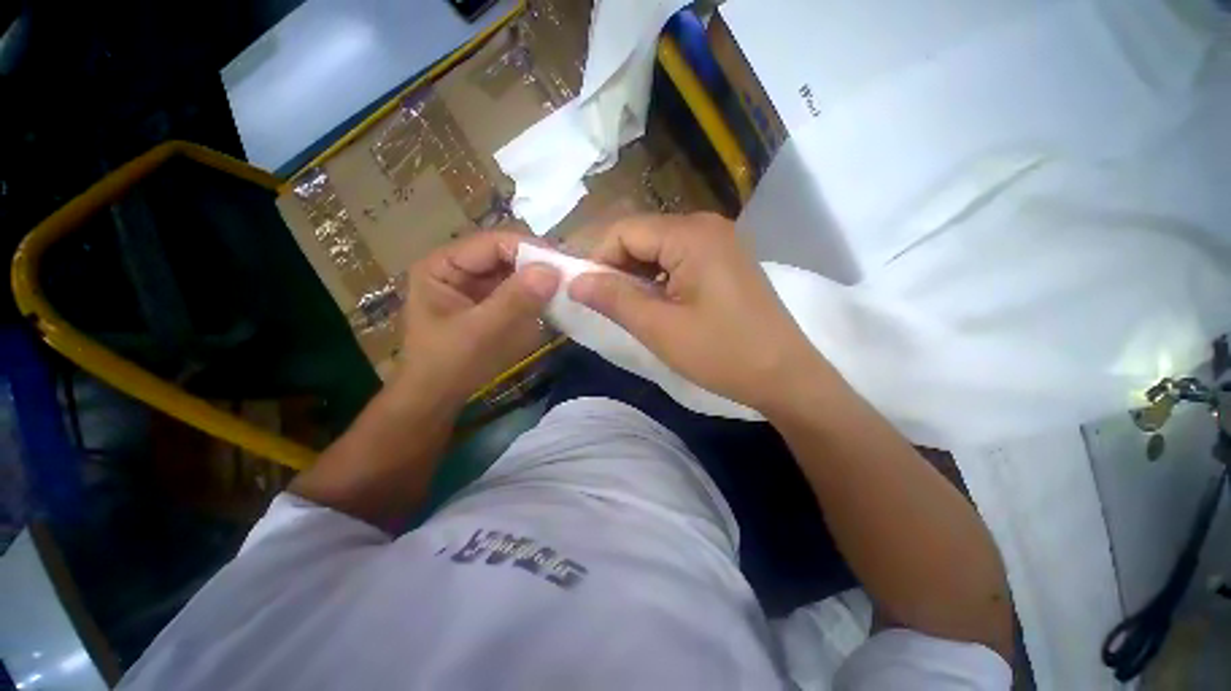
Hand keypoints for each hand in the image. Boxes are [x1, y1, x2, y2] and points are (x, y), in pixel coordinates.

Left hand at [398, 230, 559, 407]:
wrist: (435, 400)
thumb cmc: (449, 366)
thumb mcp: (481, 332)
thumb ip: (515, 300)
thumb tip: (553, 271)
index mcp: (443, 265)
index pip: (493, 243)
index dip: (530, 250)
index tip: (564, 265)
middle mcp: (459, 268)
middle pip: (506, 256)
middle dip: (538, 266)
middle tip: (572, 277)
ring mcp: (475, 286)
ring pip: (515, 273)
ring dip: (540, 281)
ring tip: (568, 289)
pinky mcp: (489, 304)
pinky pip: (517, 292)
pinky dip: (536, 296)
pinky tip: (554, 303)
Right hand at [568, 213, 826, 413]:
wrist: (784, 376)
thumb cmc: (721, 353)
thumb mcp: (659, 328)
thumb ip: (613, 298)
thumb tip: (574, 281)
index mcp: (691, 234)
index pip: (624, 230)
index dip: (598, 259)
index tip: (588, 294)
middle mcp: (706, 226)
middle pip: (642, 236)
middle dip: (618, 268)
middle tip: (610, 307)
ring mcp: (720, 242)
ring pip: (659, 249)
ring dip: (639, 276)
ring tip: (636, 310)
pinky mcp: (726, 261)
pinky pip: (680, 260)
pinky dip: (660, 279)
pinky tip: (662, 306)